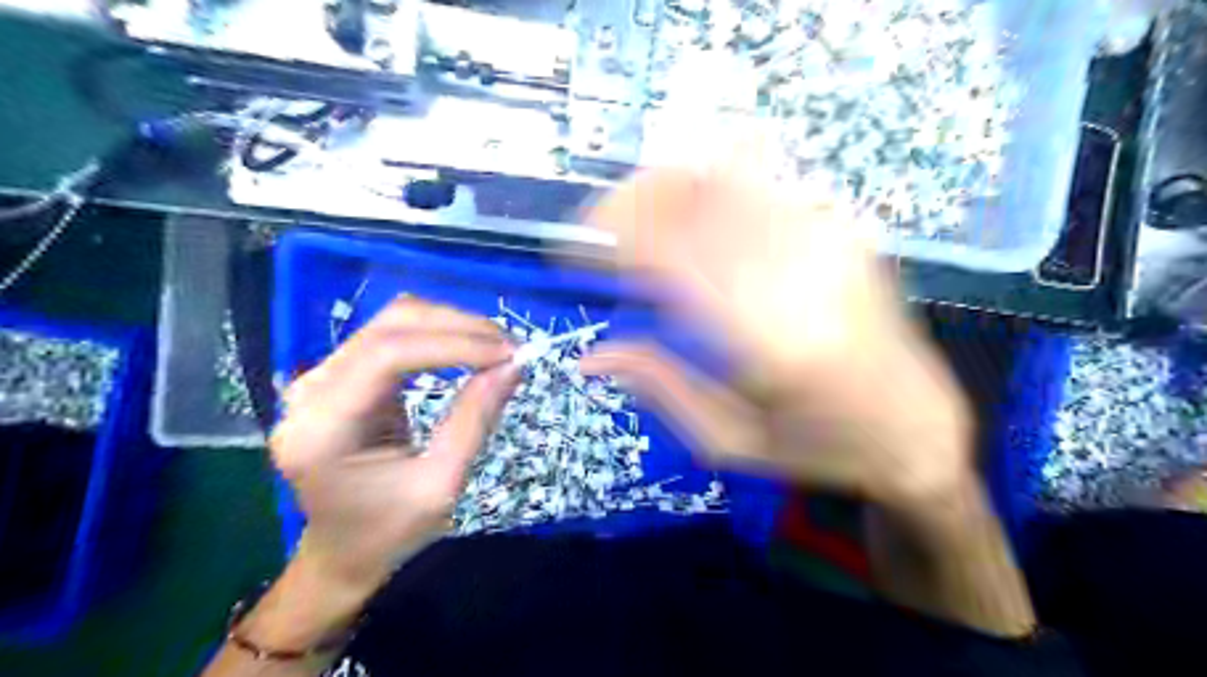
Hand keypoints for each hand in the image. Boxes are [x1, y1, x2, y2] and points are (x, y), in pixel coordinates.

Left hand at [272, 297, 517, 591]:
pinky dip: (437, 335)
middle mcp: (308, 392)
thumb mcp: (442, 485)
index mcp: (321, 430)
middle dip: (458, 327)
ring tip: (496, 346)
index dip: (454, 345)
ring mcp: (318, 378)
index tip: (509, 354)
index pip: (388, 356)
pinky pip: (392, 335)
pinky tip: (469, 348)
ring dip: (450, 325)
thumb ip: (475, 421)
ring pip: (392, 321)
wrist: (342, 551)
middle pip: (389, 326)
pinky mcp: (337, 374)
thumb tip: (513, 365)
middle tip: (511, 346)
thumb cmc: (389, 530)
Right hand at [582, 158, 968, 506]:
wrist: (918, 425)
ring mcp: (829, 239)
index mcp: (771, 339)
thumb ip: (658, 386)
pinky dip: (709, 190)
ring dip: (665, 188)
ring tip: (639, 225)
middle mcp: (802, 272)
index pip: (669, 253)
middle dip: (627, 201)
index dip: (607, 239)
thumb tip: (590, 356)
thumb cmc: (818, 447)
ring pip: (725, 174)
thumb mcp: (728, 440)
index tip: (572, 253)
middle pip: (694, 193)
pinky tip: (694, 223)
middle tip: (598, 233)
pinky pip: (760, 184)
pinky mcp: (843, 228)